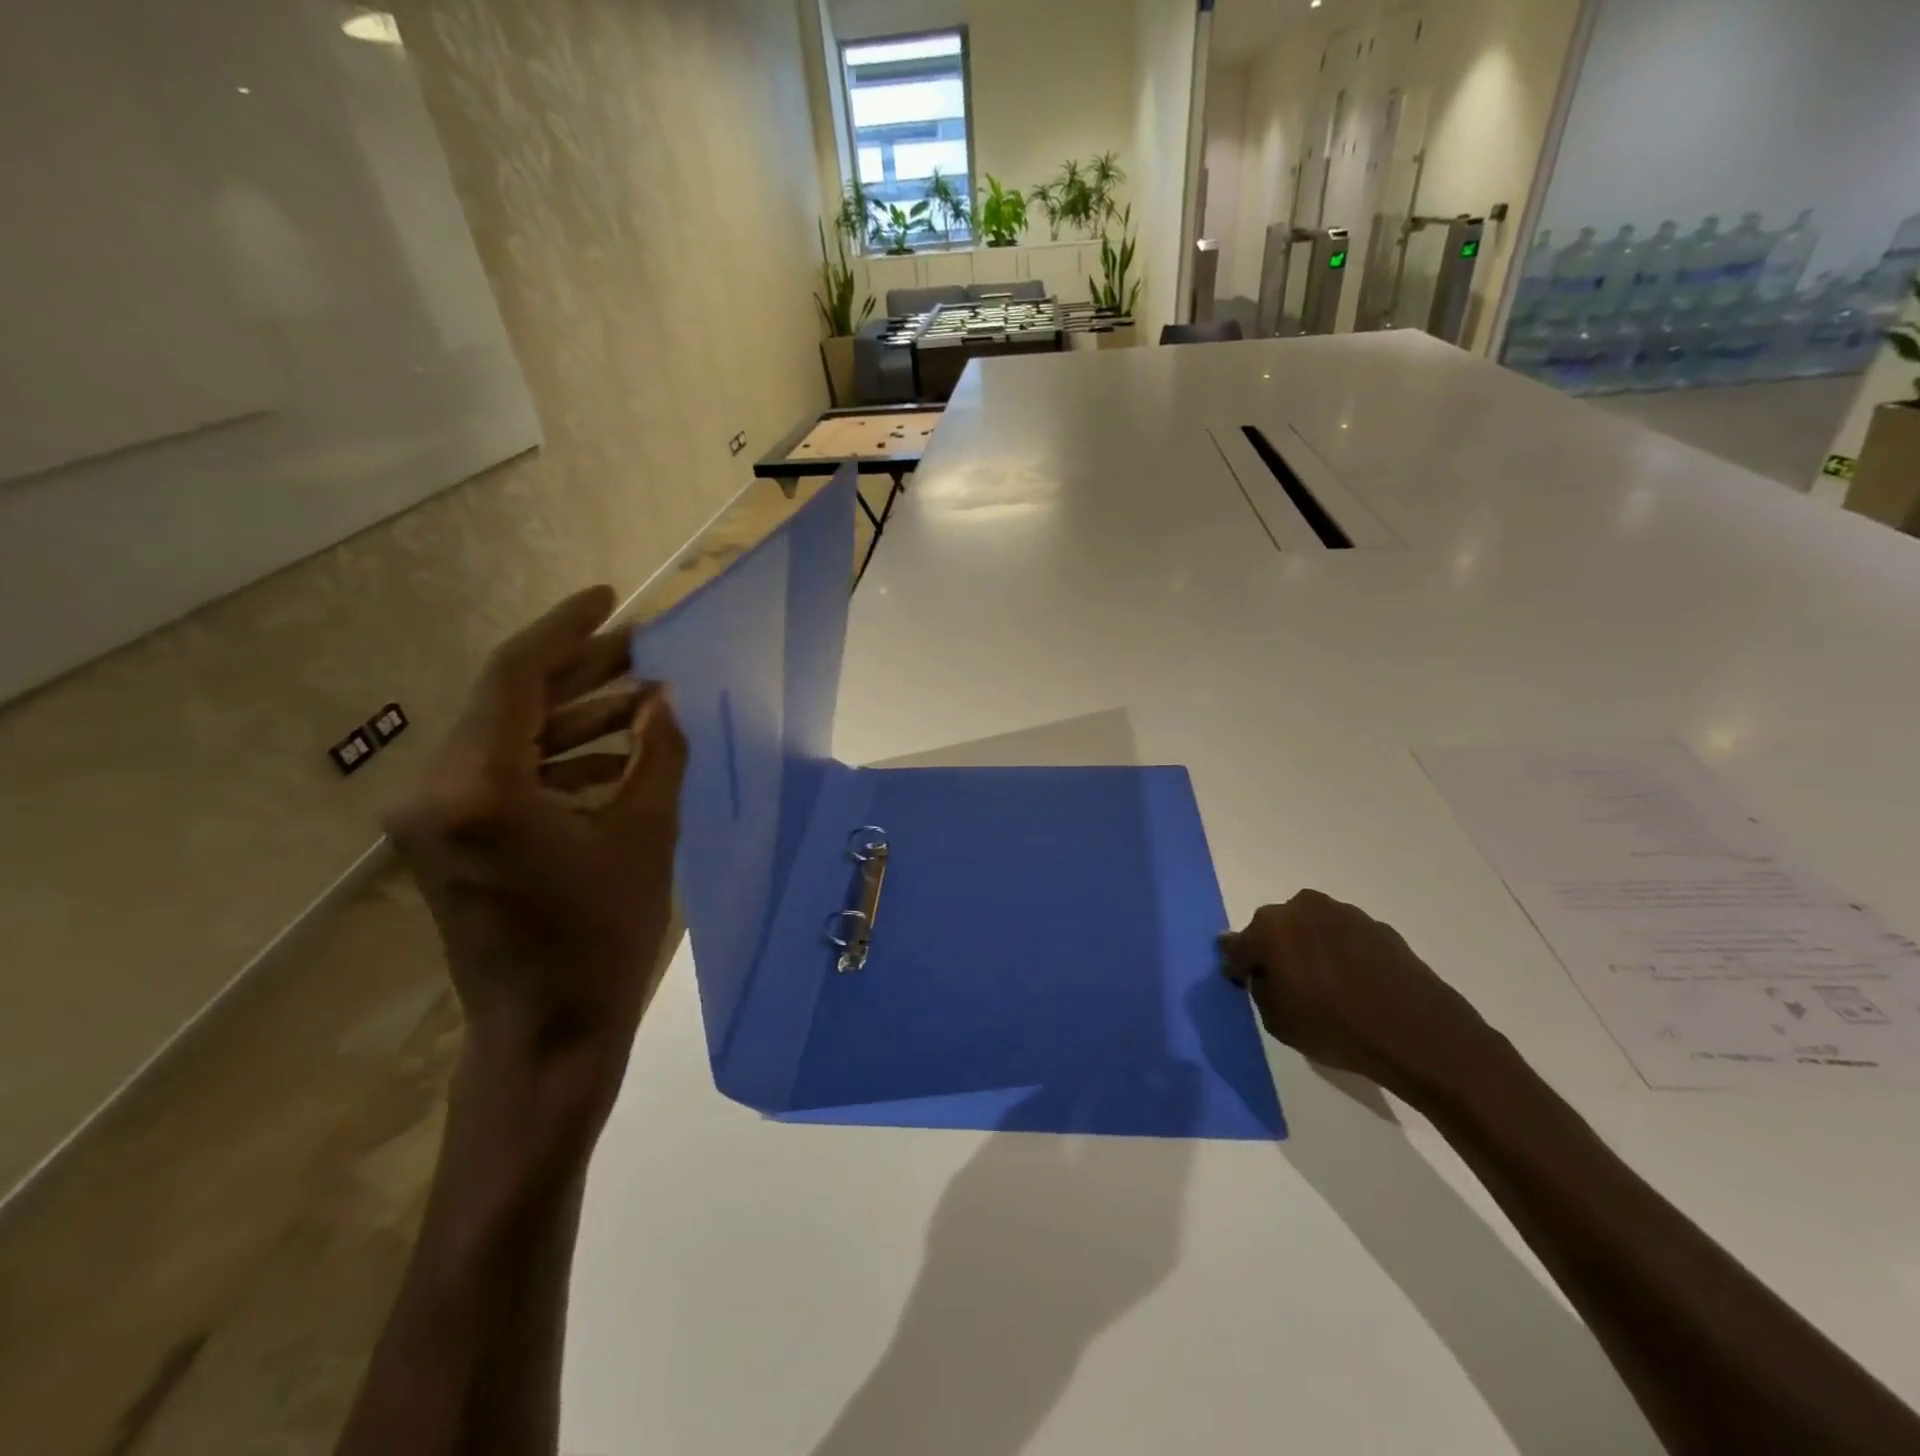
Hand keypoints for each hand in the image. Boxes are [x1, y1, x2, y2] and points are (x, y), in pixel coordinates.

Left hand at [386, 586, 686, 1128]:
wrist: (545, 1035)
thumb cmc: (602, 937)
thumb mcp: (645, 835)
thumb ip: (656, 753)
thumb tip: (662, 699)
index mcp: (479, 788)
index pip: (516, 676)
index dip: (567, 630)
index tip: (609, 599)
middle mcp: (437, 792)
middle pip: (510, 703)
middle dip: (582, 672)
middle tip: (644, 650)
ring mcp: (436, 819)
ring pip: (510, 739)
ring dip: (576, 718)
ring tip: (645, 702)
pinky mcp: (450, 841)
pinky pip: (506, 777)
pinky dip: (560, 761)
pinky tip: (618, 758)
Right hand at [1219, 890, 1502, 1103]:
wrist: (1420, 1034)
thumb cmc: (1336, 1029)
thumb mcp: (1278, 1022)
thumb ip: (1260, 989)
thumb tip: (1263, 973)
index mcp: (1269, 930)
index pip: (1237, 945)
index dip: (1238, 965)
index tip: (1242, 981)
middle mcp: (1301, 909)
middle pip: (1273, 928)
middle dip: (1273, 949)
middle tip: (1285, 982)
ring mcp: (1342, 913)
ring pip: (1310, 927)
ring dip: (1309, 947)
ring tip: (1324, 983)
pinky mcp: (1376, 925)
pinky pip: (1343, 936)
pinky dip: (1341, 953)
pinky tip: (1355, 983)